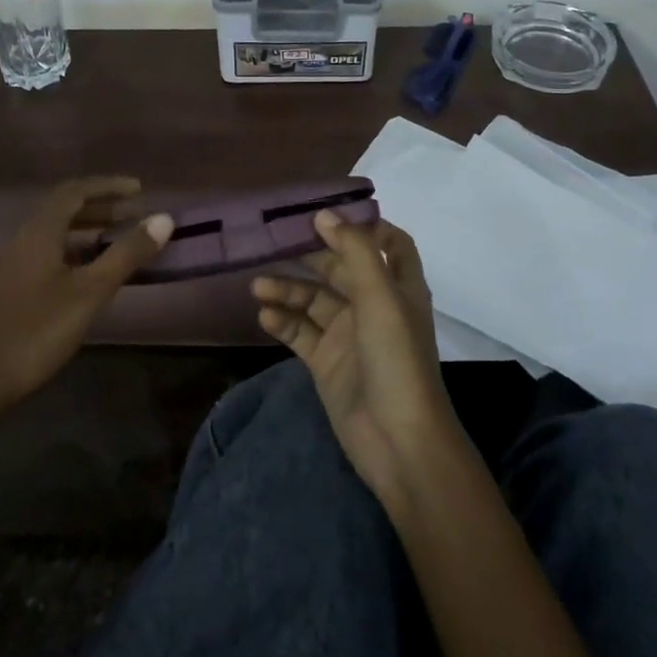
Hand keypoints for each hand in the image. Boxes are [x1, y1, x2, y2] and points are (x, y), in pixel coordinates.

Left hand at [0, 177, 172, 411]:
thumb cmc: (38, 329)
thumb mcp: (91, 291)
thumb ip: (127, 253)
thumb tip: (164, 219)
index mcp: (40, 230)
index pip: (76, 191)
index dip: (108, 186)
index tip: (139, 190)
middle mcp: (24, 237)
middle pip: (64, 208)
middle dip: (101, 206)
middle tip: (133, 215)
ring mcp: (14, 262)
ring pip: (56, 231)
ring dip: (88, 228)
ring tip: (118, 240)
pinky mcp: (12, 285)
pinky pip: (48, 251)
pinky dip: (75, 249)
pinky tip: (90, 273)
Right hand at [252, 214, 460, 508]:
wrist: (399, 443)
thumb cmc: (396, 360)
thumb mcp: (379, 298)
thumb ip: (354, 251)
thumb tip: (324, 214)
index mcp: (398, 287)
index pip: (388, 242)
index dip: (364, 225)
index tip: (327, 212)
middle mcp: (374, 306)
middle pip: (340, 268)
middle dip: (310, 253)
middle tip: (273, 240)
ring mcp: (349, 335)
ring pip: (314, 300)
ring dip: (288, 289)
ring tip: (258, 286)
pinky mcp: (327, 362)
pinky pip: (300, 332)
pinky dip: (283, 321)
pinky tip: (264, 315)